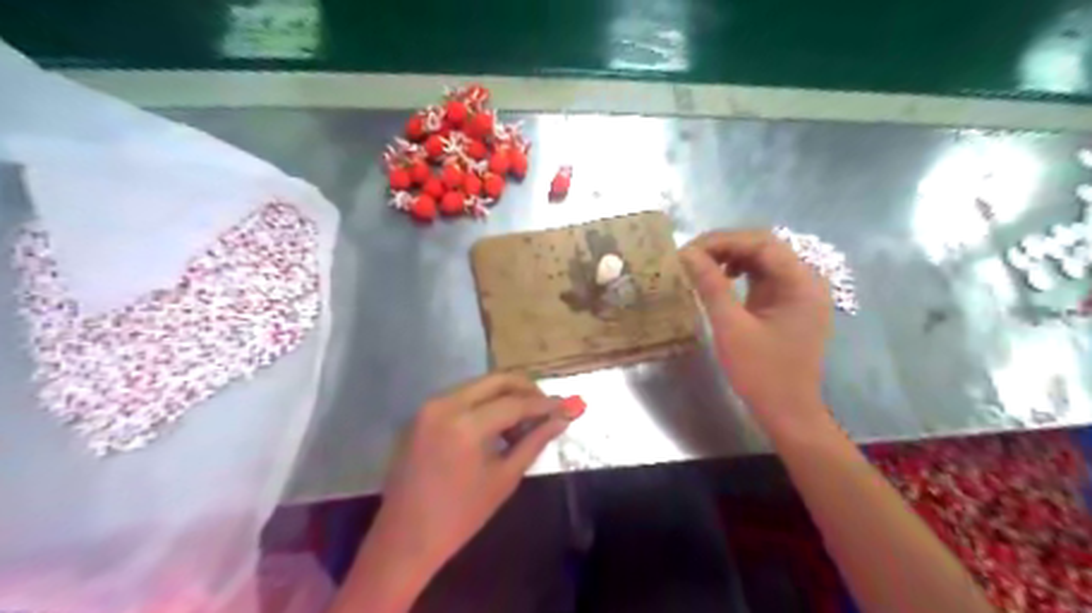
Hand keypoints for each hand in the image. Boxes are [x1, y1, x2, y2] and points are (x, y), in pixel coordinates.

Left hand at [370, 371, 572, 576]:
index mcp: (465, 424)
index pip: (515, 403)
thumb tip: (562, 420)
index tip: (566, 406)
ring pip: (478, 385)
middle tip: (547, 406)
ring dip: (505, 395)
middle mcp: (445, 404)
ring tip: (524, 421)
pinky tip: (497, 424)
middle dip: (526, 389)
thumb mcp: (504, 479)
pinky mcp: (422, 414)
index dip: (544, 404)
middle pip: (496, 380)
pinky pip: (461, 397)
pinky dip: (484, 403)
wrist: (405, 538)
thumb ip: (534, 442)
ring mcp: (429, 407)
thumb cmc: (460, 516)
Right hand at [679, 230, 833, 435]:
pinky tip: (721, 280)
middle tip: (690, 257)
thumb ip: (710, 286)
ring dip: (730, 257)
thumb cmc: (762, 373)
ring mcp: (798, 292)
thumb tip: (686, 254)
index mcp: (801, 283)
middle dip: (725, 247)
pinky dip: (739, 273)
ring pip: (762, 259)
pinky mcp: (787, 304)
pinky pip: (763, 277)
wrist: (788, 412)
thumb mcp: (731, 328)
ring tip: (701, 266)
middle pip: (764, 246)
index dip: (722, 241)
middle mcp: (806, 280)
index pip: (762, 243)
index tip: (688, 251)